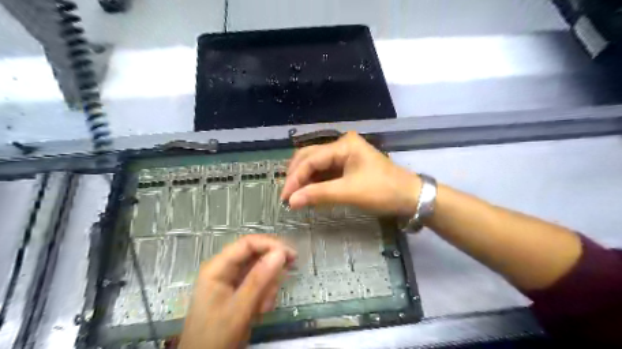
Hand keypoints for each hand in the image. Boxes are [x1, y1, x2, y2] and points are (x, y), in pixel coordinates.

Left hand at [180, 235, 295, 348]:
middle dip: (270, 269)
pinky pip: (257, 283)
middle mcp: (225, 268)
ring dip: (268, 285)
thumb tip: (281, 252)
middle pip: (255, 255)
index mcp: (218, 267)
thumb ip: (259, 279)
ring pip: (259, 270)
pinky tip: (262, 309)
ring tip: (265, 306)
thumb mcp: (239, 309)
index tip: (291, 255)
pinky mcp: (238, 290)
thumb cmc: (216, 336)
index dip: (270, 245)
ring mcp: (231, 280)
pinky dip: (264, 294)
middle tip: (288, 276)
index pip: (248, 243)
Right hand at [283, 133, 422, 215]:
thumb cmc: (382, 191)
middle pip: (310, 157)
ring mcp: (345, 155)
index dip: (295, 178)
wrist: (410, 196)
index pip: (310, 159)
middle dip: (297, 176)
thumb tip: (291, 202)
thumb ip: (318, 195)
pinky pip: (326, 172)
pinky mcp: (348, 166)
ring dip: (305, 179)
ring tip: (295, 196)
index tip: (285, 198)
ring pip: (317, 164)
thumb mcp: (349, 192)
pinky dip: (316, 182)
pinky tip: (309, 193)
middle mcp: (342, 145)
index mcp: (343, 145)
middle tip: (288, 196)